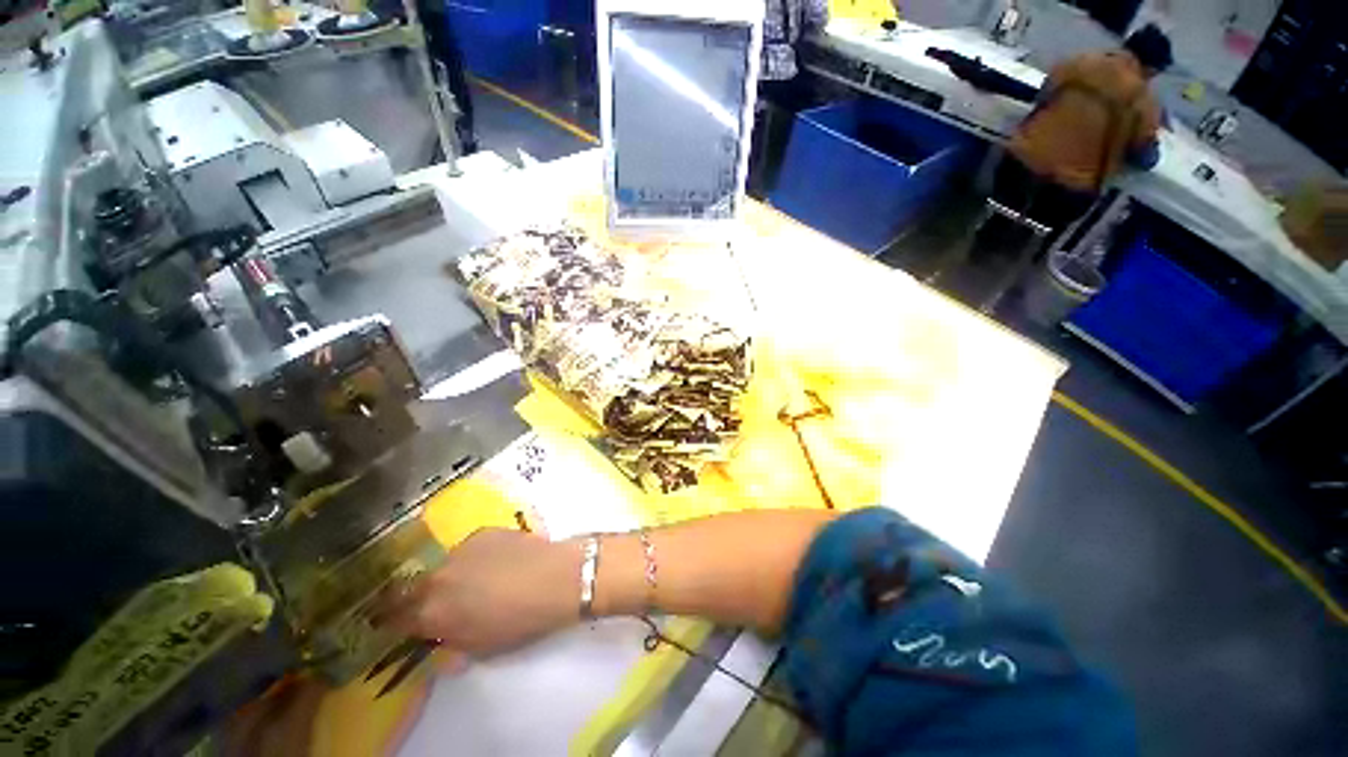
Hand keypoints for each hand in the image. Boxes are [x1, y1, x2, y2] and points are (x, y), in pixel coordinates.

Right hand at [379, 528, 579, 655]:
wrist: (554, 578)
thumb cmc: (518, 622)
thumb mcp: (478, 646)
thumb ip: (449, 640)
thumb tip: (437, 635)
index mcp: (431, 613)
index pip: (393, 619)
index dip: (391, 622)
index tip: (393, 622)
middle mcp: (437, 578)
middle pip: (410, 587)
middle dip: (414, 596)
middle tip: (434, 601)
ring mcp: (459, 551)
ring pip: (443, 565)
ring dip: (450, 575)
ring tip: (476, 579)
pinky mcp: (482, 532)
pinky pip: (468, 549)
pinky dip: (475, 557)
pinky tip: (498, 561)